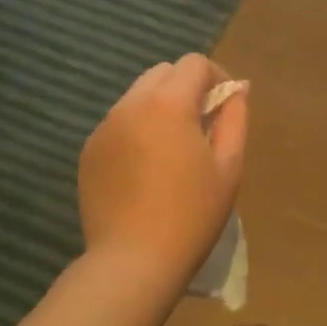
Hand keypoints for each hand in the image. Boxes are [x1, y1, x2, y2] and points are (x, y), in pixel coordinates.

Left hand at [79, 54, 247, 286]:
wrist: (133, 262)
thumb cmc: (191, 214)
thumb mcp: (228, 166)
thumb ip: (234, 119)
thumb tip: (237, 91)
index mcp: (168, 104)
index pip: (194, 63)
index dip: (217, 77)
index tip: (225, 107)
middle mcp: (130, 105)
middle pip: (162, 73)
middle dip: (186, 87)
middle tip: (202, 125)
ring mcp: (104, 128)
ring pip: (137, 96)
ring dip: (160, 106)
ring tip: (173, 147)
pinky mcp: (89, 151)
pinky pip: (118, 123)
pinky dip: (137, 129)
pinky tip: (146, 168)